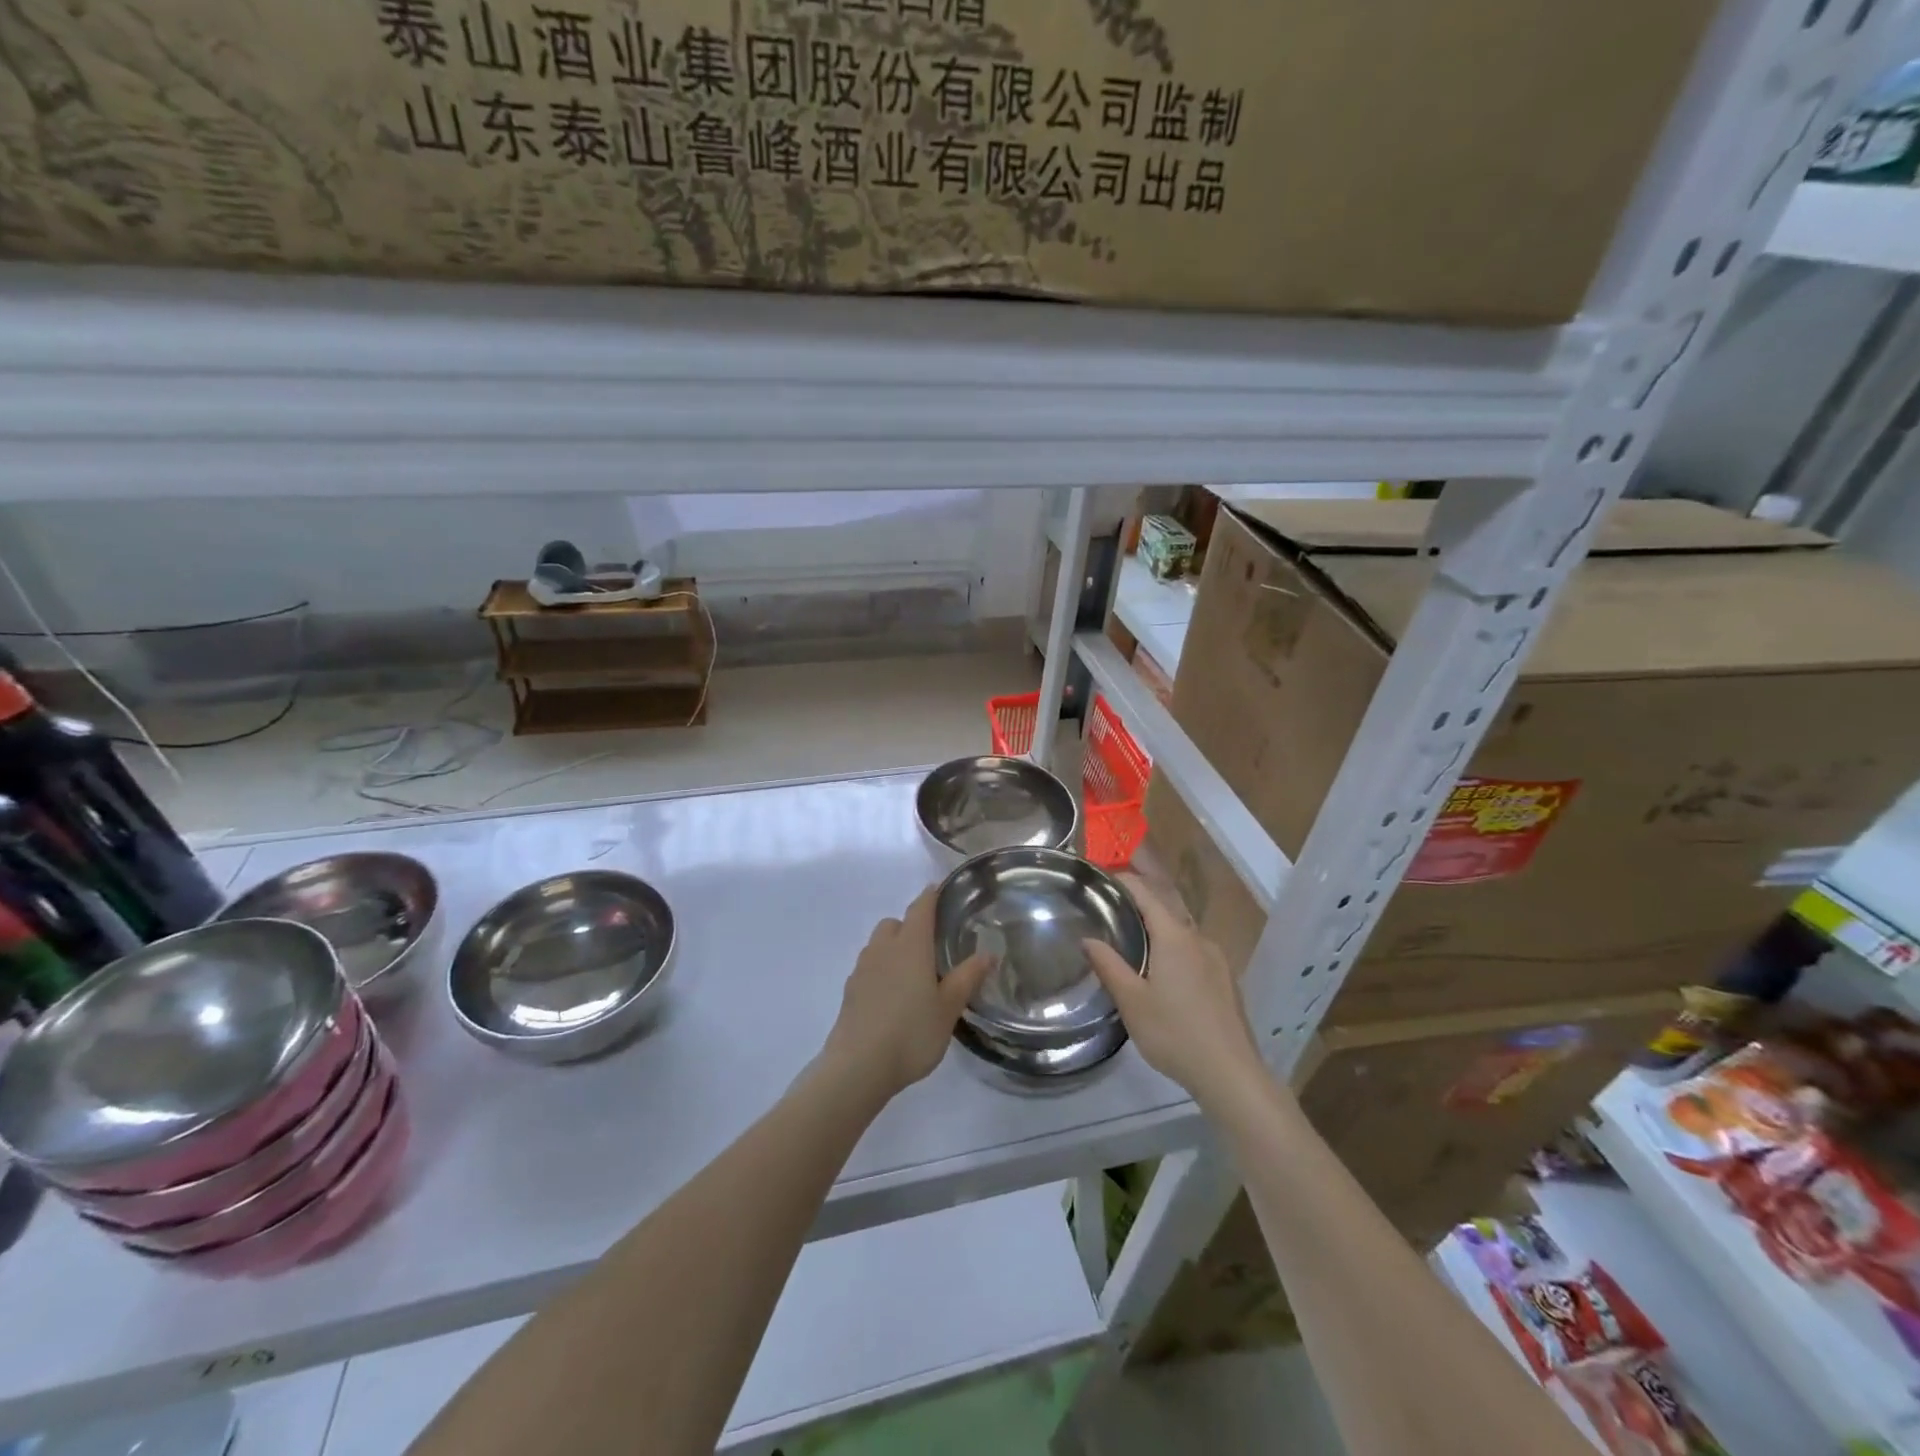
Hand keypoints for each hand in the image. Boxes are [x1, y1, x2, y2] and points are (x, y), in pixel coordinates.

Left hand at [822, 886, 992, 1101]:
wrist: (858, 1067)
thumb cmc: (911, 1032)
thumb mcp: (949, 1008)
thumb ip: (967, 977)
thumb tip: (988, 952)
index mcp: (910, 944)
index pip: (921, 907)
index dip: (931, 895)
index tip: (941, 890)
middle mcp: (883, 948)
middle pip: (895, 923)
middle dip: (911, 926)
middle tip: (932, 947)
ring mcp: (862, 969)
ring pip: (879, 945)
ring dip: (894, 949)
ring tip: (914, 974)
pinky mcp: (850, 991)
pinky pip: (869, 968)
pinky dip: (881, 971)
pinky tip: (893, 997)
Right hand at [1084, 874, 1265, 1109]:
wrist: (1230, 1073)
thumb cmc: (1174, 1032)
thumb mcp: (1131, 1001)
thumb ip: (1108, 965)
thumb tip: (1087, 939)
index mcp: (1174, 936)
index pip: (1145, 893)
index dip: (1122, 881)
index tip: (1100, 880)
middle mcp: (1198, 938)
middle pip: (1166, 907)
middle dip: (1139, 901)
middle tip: (1110, 907)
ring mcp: (1217, 959)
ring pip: (1182, 930)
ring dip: (1158, 926)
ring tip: (1132, 937)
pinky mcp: (1226, 980)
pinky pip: (1194, 950)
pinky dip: (1174, 946)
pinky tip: (1163, 969)